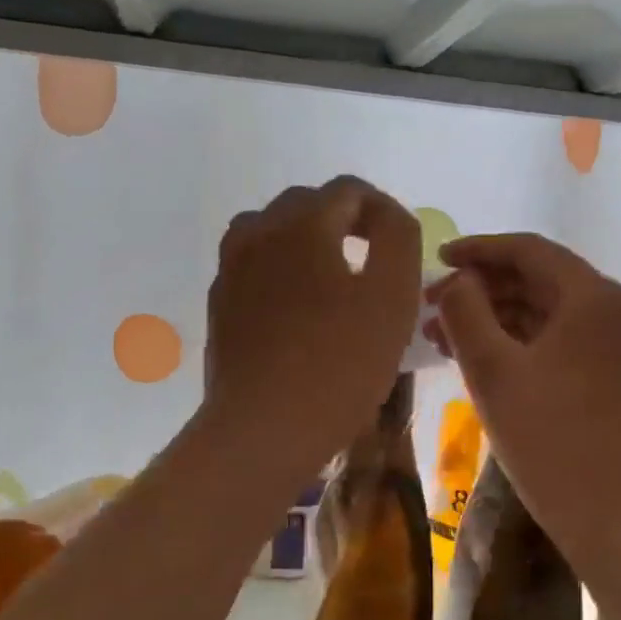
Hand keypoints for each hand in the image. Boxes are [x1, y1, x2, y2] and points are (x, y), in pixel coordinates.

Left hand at [203, 178, 421, 481]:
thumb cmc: (338, 364)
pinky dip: (280, 270)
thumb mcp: (392, 297)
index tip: (400, 246)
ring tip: (332, 280)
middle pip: (306, 204)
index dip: (382, 210)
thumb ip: (398, 239)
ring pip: (272, 232)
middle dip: (344, 222)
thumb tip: (388, 216)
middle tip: (372, 262)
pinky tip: (298, 310)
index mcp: (302, 224)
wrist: (263, 429)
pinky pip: (253, 266)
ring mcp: (231, 269)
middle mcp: (257, 233)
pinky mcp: (219, 304)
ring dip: (306, 242)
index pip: (348, 190)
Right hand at [427, 234, 620, 549]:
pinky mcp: (616, 370)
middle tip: (432, 303)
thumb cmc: (545, 435)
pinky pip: (561, 337)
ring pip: (547, 311)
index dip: (478, 250)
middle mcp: (617, 307)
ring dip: (496, 315)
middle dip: (482, 288)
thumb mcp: (491, 368)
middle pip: (540, 279)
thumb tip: (456, 280)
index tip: (437, 258)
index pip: (530, 251)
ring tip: (442, 333)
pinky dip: (520, 339)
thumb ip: (464, 310)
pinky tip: (478, 353)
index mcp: (594, 296)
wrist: (605, 511)